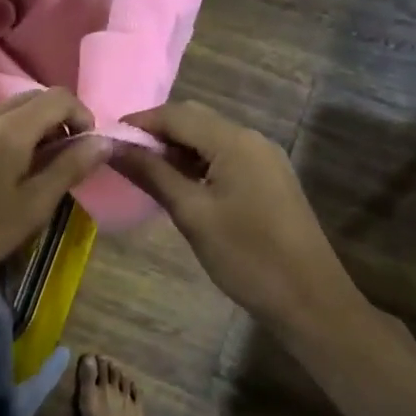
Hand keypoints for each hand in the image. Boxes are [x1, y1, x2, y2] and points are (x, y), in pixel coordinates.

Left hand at [0, 89, 110, 296]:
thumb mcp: (33, 206)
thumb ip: (69, 168)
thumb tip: (103, 142)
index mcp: (10, 126)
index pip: (60, 96)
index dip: (83, 116)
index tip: (89, 151)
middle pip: (36, 98)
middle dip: (61, 121)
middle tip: (69, 162)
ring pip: (13, 110)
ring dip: (37, 129)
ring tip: (42, 171)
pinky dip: (14, 136)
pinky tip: (10, 173)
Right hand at [113, 101, 363, 323]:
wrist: (310, 300)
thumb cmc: (247, 256)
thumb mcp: (191, 214)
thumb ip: (152, 174)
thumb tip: (113, 146)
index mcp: (234, 141)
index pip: (175, 114)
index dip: (138, 123)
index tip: (104, 140)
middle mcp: (251, 139)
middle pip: (193, 120)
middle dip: (155, 133)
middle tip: (121, 156)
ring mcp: (263, 158)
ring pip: (208, 138)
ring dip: (174, 148)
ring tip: (142, 171)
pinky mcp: (268, 178)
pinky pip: (223, 156)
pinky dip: (195, 162)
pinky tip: (177, 184)